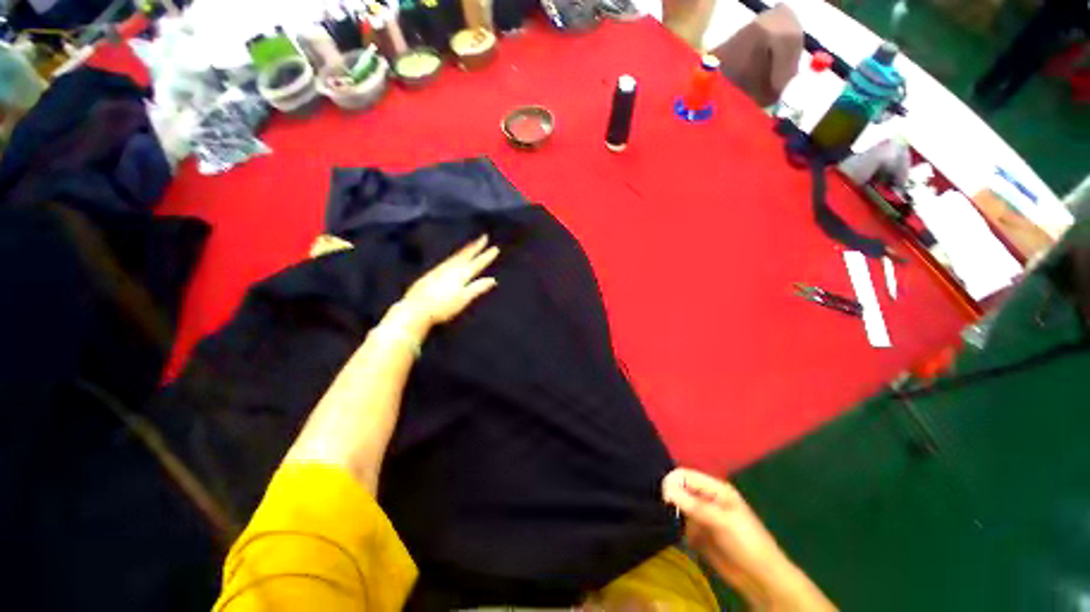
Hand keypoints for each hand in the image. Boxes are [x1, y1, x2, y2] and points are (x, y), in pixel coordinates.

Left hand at [398, 234, 499, 327]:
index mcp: (461, 275)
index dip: (486, 256)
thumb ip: (478, 288)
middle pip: (466, 255)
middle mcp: (451, 268)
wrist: (415, 309)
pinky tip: (454, 258)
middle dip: (476, 246)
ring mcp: (439, 270)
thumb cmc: (442, 307)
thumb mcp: (463, 299)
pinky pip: (448, 259)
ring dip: (465, 249)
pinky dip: (455, 256)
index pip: (477, 263)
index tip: (495, 248)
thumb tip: (493, 280)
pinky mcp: (431, 273)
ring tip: (472, 244)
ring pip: (456, 256)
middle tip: (484, 237)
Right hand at [662, 468, 784, 576]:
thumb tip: (666, 489)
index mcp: (714, 488)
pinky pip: (679, 524)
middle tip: (660, 509)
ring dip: (668, 512)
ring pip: (676, 506)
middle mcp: (705, 498)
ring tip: (660, 520)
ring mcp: (700, 516)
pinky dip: (672, 526)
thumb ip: (694, 505)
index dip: (672, 482)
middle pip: (678, 488)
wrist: (761, 580)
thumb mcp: (722, 521)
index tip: (664, 498)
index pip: (685, 475)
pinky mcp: (696, 534)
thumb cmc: (747, 544)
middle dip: (668, 496)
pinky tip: (667, 530)